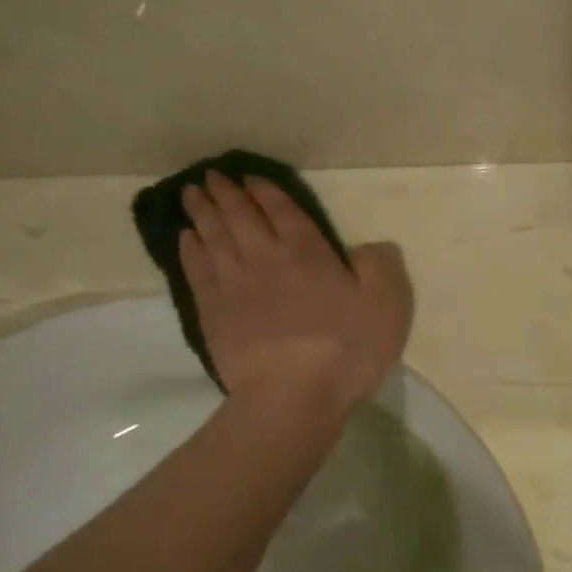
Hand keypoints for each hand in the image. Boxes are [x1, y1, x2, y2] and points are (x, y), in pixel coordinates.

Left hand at [180, 173, 411, 418]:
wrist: (292, 395)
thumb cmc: (346, 349)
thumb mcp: (387, 304)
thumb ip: (380, 266)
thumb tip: (367, 247)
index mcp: (307, 251)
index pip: (282, 210)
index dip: (265, 191)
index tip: (250, 177)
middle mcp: (265, 257)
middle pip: (239, 216)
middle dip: (225, 193)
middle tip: (210, 176)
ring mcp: (234, 284)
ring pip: (212, 237)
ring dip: (202, 212)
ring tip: (191, 194)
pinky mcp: (213, 313)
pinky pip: (196, 270)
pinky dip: (189, 249)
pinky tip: (185, 239)